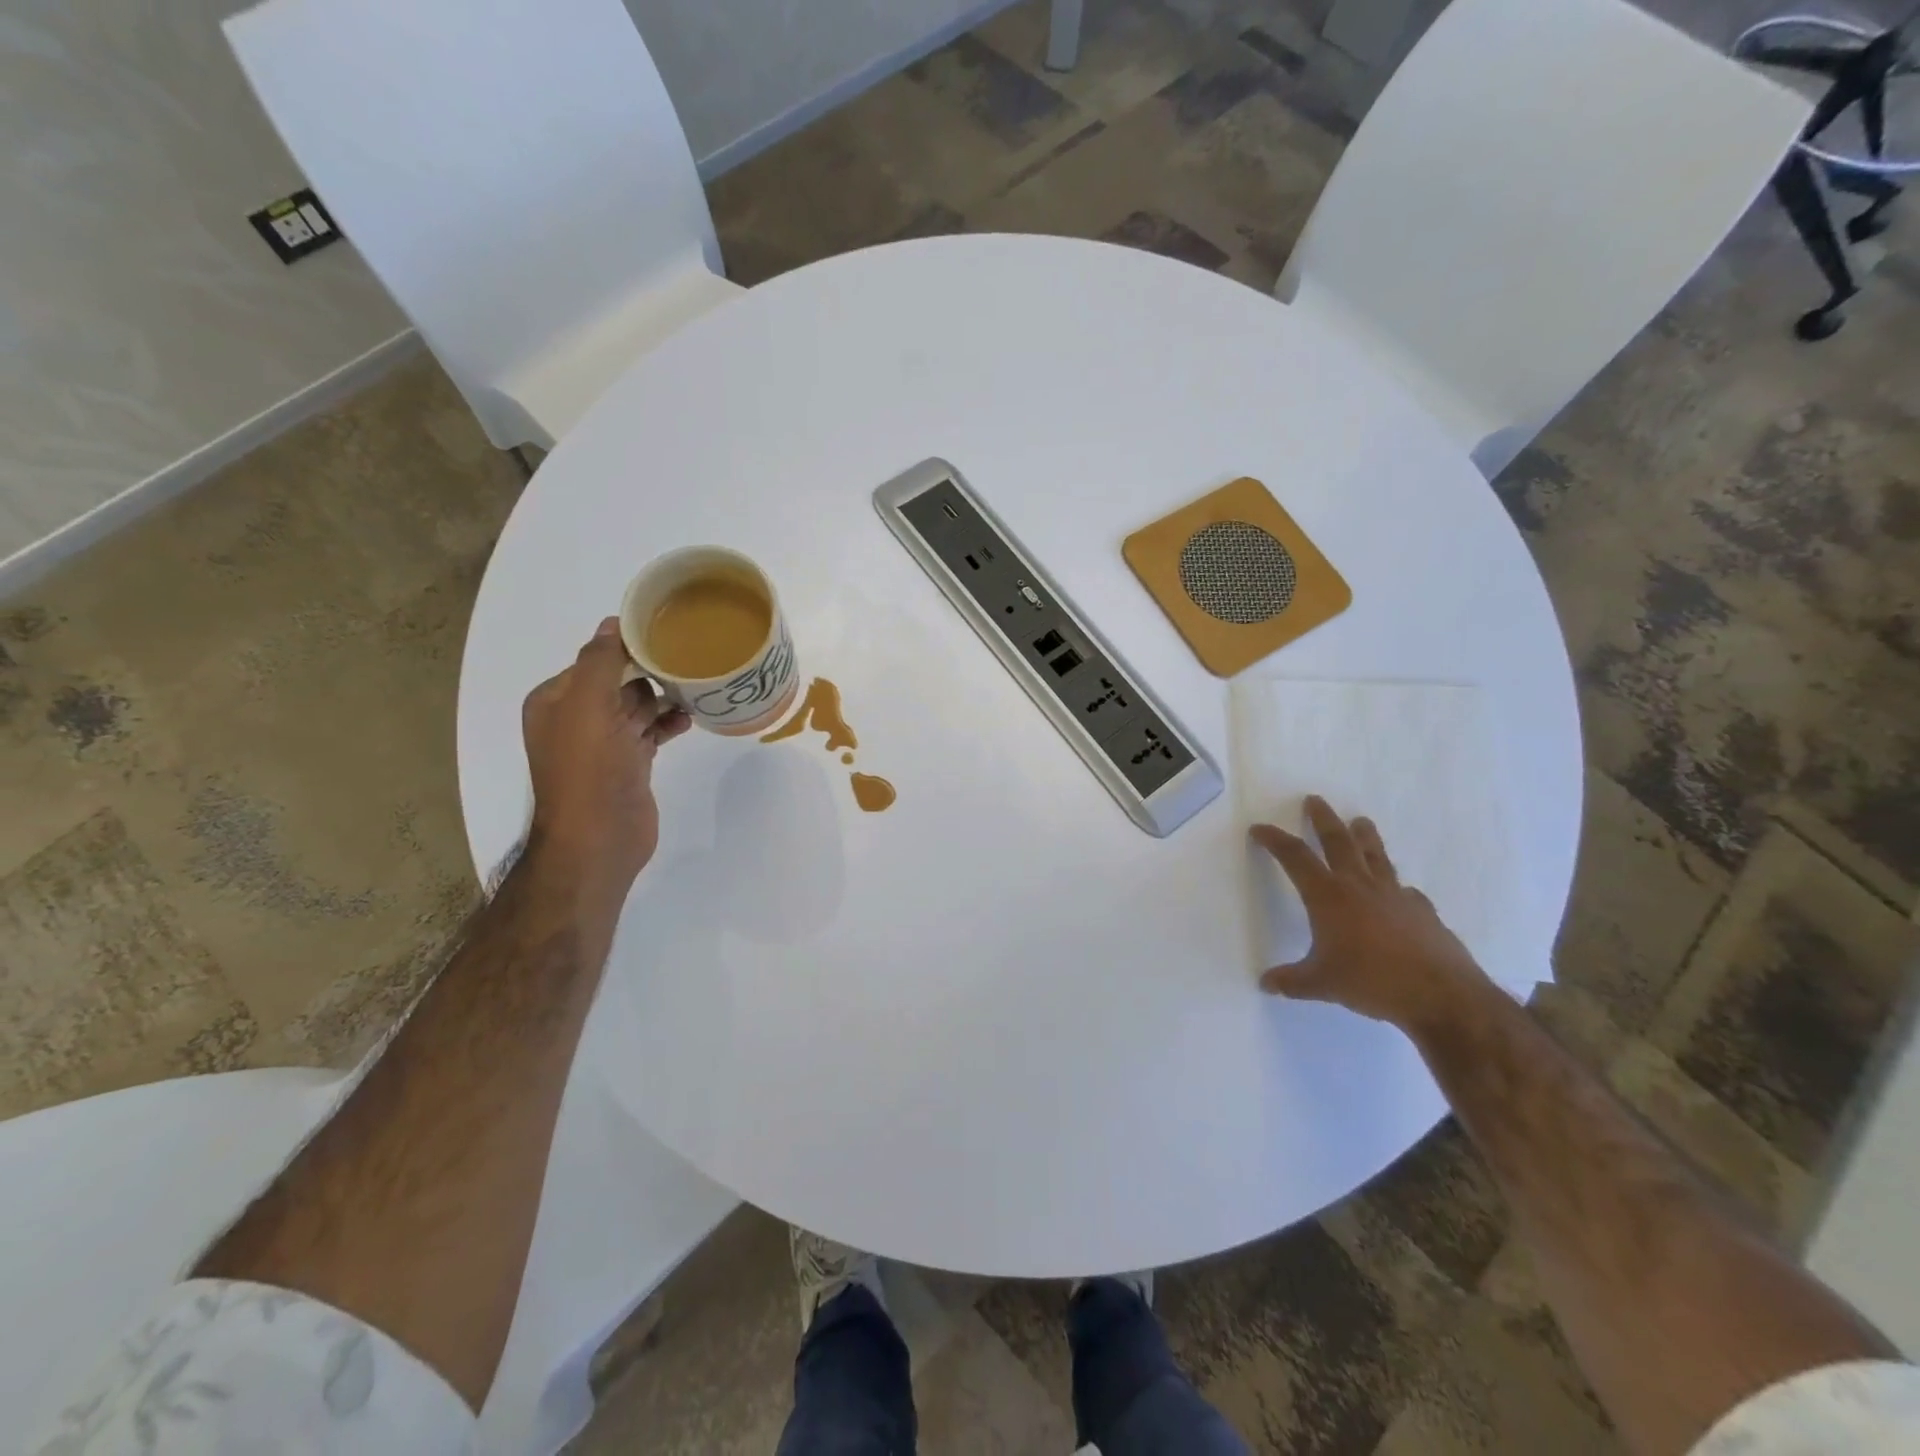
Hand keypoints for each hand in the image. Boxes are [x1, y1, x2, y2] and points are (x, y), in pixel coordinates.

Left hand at [523, 618, 690, 893]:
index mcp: (556, 701)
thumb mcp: (587, 706)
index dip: (627, 647)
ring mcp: (604, 744)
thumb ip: (599, 661)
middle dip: (650, 671)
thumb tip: (612, 623)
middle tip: (688, 659)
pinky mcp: (629, 764)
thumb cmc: (589, 769)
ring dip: (664, 697)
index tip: (665, 635)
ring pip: (638, 706)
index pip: (594, 659)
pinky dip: (668, 723)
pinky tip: (690, 719)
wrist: (599, 838)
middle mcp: (576, 719)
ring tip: (696, 686)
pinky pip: (651, 732)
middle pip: (619, 680)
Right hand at [1251, 796, 1490, 1034]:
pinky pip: (1405, 891)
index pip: (1295, 857)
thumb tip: (1265, 983)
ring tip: (1361, 821)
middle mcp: (1359, 886)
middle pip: (1338, 841)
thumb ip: (1292, 981)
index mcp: (1328, 896)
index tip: (1260, 829)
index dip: (1275, 840)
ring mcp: (1395, 895)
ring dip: (1365, 836)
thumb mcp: (1322, 984)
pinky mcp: (1422, 911)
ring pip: (1376, 856)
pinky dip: (1396, 887)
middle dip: (1323, 819)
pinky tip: (1399, 892)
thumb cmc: (1371, 981)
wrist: (1441, 995)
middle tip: (1315, 800)